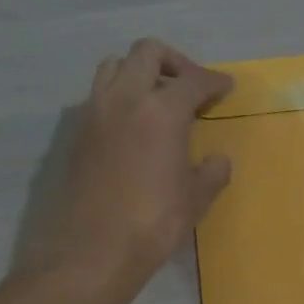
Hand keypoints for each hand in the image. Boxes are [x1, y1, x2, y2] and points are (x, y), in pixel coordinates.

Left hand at [36, 39, 233, 290]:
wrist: (94, 250)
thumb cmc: (154, 223)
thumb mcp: (196, 199)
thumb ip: (212, 172)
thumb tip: (218, 159)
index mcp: (162, 111)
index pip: (193, 80)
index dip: (214, 81)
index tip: (226, 87)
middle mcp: (125, 99)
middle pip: (147, 53)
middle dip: (174, 62)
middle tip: (190, 87)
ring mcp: (95, 113)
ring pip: (114, 66)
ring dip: (139, 72)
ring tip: (157, 100)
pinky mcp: (78, 133)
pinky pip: (99, 96)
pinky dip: (119, 97)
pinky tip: (133, 127)